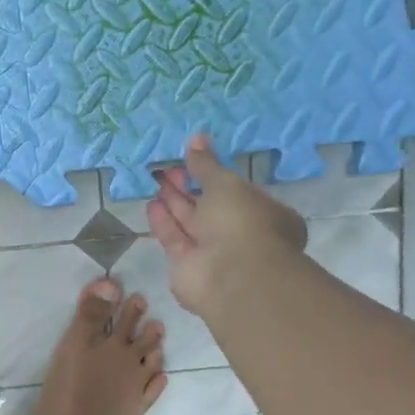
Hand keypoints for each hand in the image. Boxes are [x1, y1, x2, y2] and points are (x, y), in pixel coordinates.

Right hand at [146, 134, 307, 316]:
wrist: (233, 276)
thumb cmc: (241, 222)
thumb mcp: (225, 183)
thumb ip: (206, 164)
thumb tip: (196, 138)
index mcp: (263, 213)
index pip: (237, 192)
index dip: (213, 176)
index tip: (191, 160)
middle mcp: (239, 234)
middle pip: (209, 207)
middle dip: (188, 187)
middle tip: (167, 168)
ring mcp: (214, 254)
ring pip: (190, 223)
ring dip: (174, 203)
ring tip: (156, 181)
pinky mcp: (188, 268)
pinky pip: (175, 239)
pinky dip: (164, 222)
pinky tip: (152, 204)